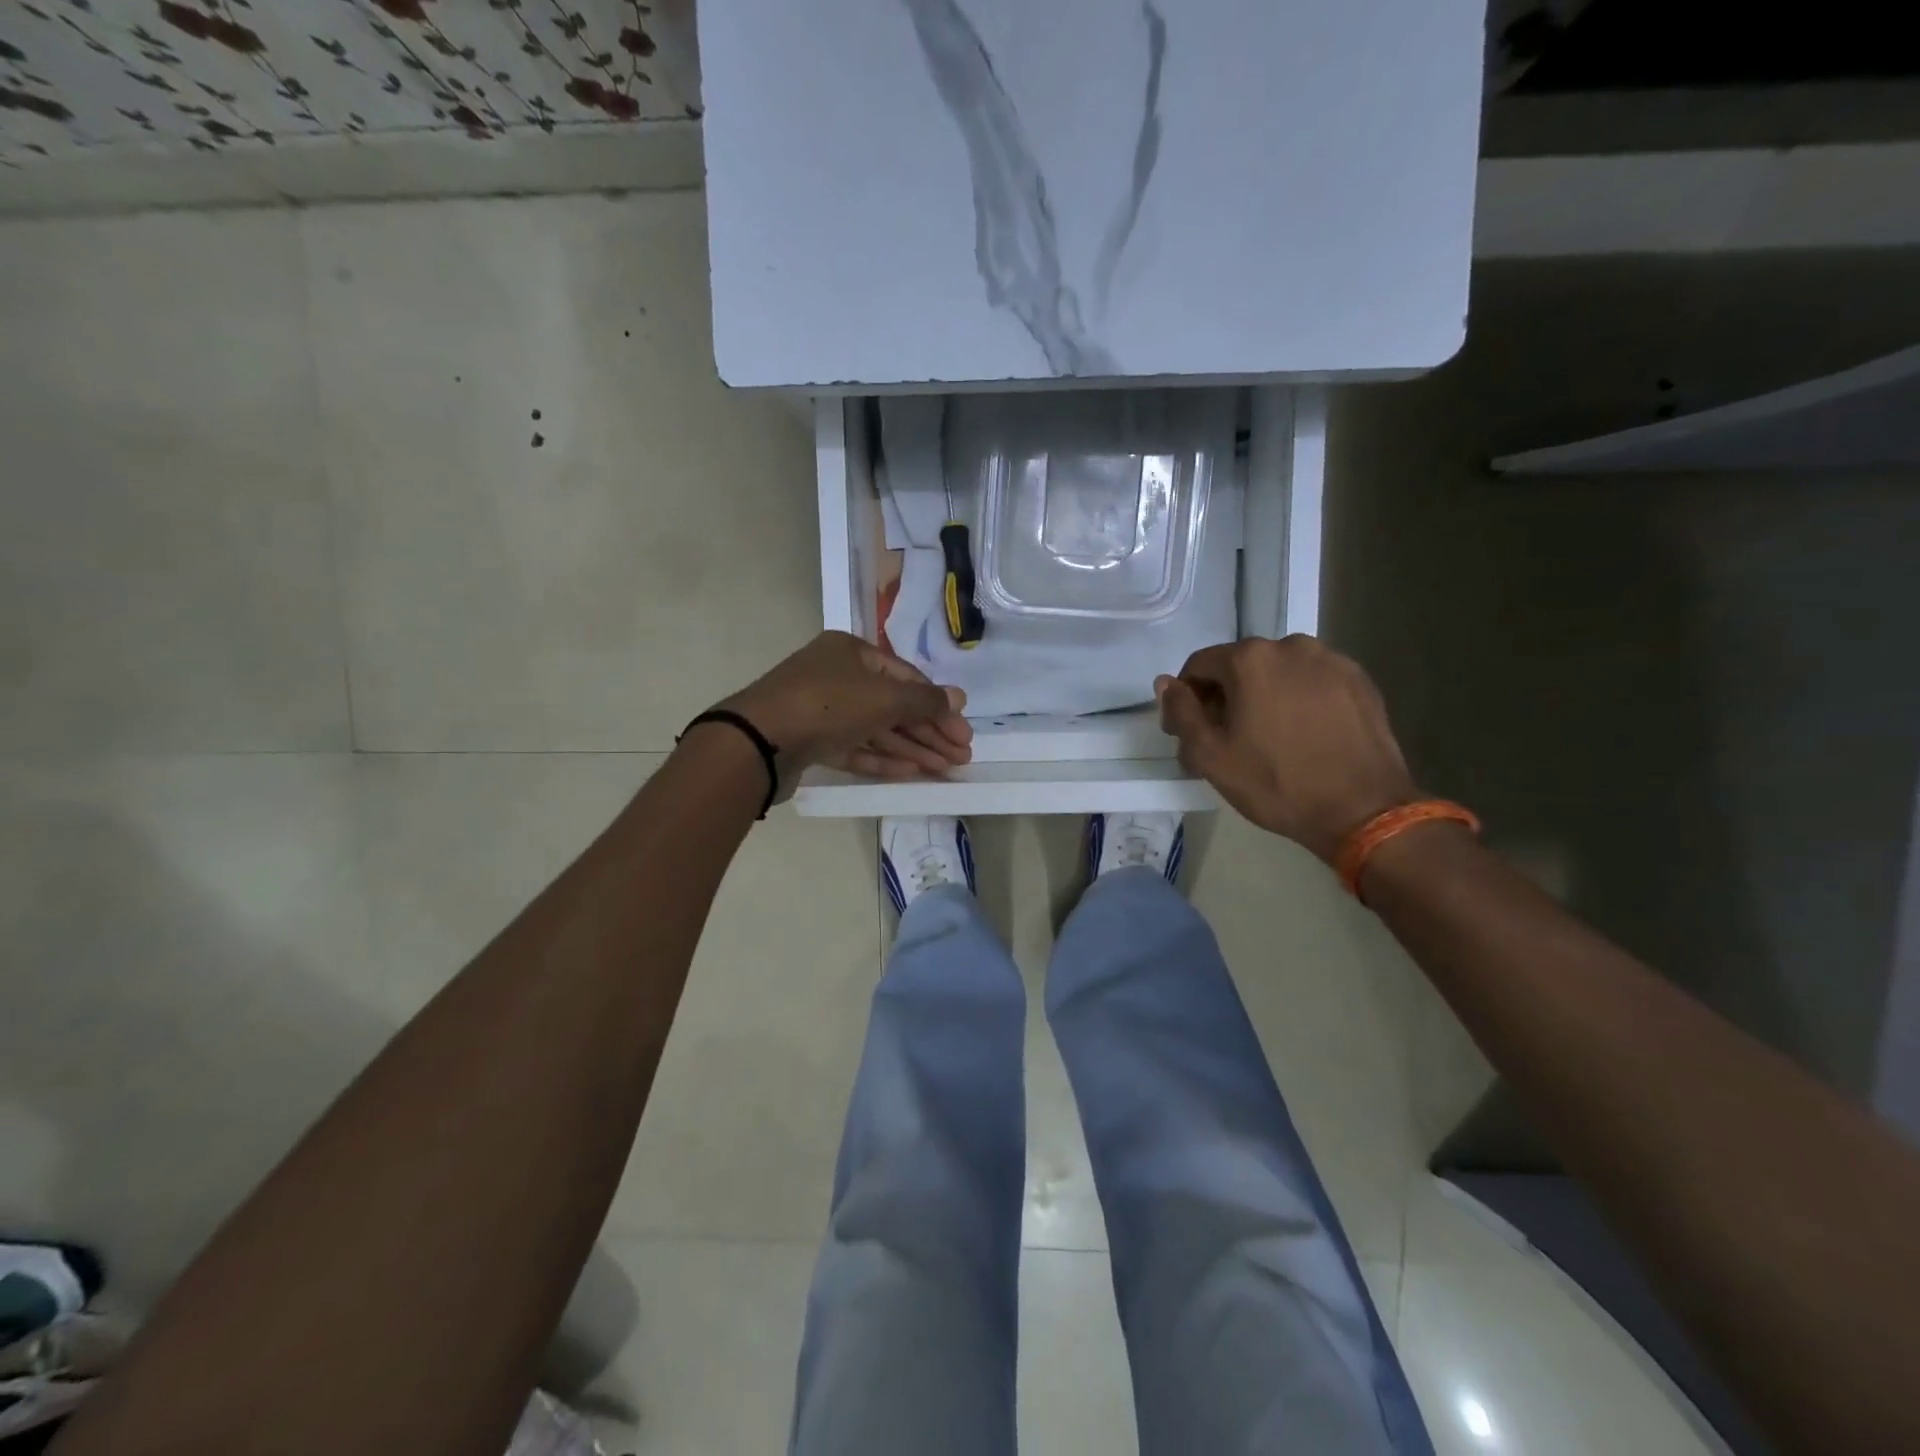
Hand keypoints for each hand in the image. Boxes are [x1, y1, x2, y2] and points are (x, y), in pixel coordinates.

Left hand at [719, 631, 972, 788]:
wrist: (758, 741)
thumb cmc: (827, 704)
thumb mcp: (883, 698)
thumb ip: (924, 701)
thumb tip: (959, 697)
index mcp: (852, 652)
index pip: (907, 677)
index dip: (938, 705)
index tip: (963, 732)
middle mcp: (837, 676)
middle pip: (894, 705)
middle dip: (929, 731)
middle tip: (961, 756)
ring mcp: (822, 710)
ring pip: (876, 729)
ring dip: (912, 748)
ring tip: (945, 769)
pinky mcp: (811, 741)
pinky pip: (855, 747)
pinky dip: (882, 758)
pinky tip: (911, 771)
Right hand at [1156, 635, 1417, 861]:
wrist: (1363, 810)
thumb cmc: (1276, 784)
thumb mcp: (1211, 756)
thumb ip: (1181, 713)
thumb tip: (1165, 684)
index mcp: (1250, 660)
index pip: (1200, 666)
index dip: (1186, 698)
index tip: (1188, 733)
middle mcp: (1291, 646)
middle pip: (1240, 666)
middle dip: (1225, 698)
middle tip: (1225, 741)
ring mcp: (1331, 660)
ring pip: (1278, 673)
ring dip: (1262, 697)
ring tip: (1267, 739)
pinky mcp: (1359, 680)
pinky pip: (1312, 682)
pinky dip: (1298, 700)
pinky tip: (1302, 735)